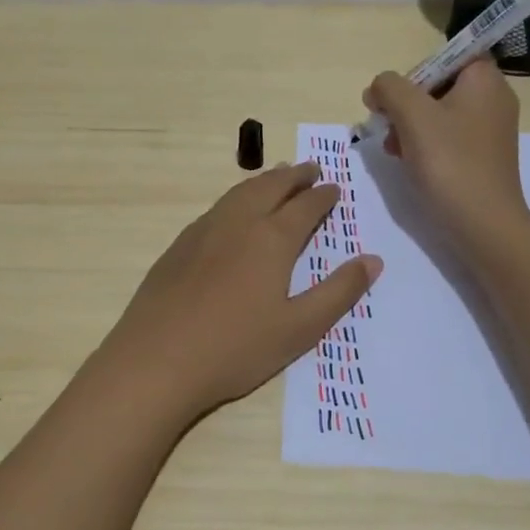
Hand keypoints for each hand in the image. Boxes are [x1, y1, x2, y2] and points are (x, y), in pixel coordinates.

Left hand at [93, 163, 382, 422]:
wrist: (156, 360)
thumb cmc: (236, 348)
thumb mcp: (299, 328)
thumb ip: (339, 292)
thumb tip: (373, 260)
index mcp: (271, 239)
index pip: (305, 206)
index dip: (323, 196)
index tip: (335, 188)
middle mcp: (238, 223)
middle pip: (271, 187)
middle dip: (295, 176)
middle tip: (310, 169)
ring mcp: (204, 231)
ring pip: (240, 192)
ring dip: (264, 181)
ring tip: (278, 177)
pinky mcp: (179, 245)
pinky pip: (217, 207)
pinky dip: (237, 197)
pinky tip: (235, 211)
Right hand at [364, 60, 529, 259]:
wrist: (483, 224)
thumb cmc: (450, 162)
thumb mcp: (412, 115)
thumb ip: (390, 88)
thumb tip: (378, 88)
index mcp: (485, 80)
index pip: (449, 54)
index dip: (417, 70)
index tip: (396, 95)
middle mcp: (493, 99)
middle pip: (439, 85)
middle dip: (407, 103)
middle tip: (388, 126)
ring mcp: (490, 130)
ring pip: (439, 113)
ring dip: (410, 126)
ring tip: (394, 149)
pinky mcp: (483, 157)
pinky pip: (448, 137)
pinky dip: (425, 145)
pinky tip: (408, 162)